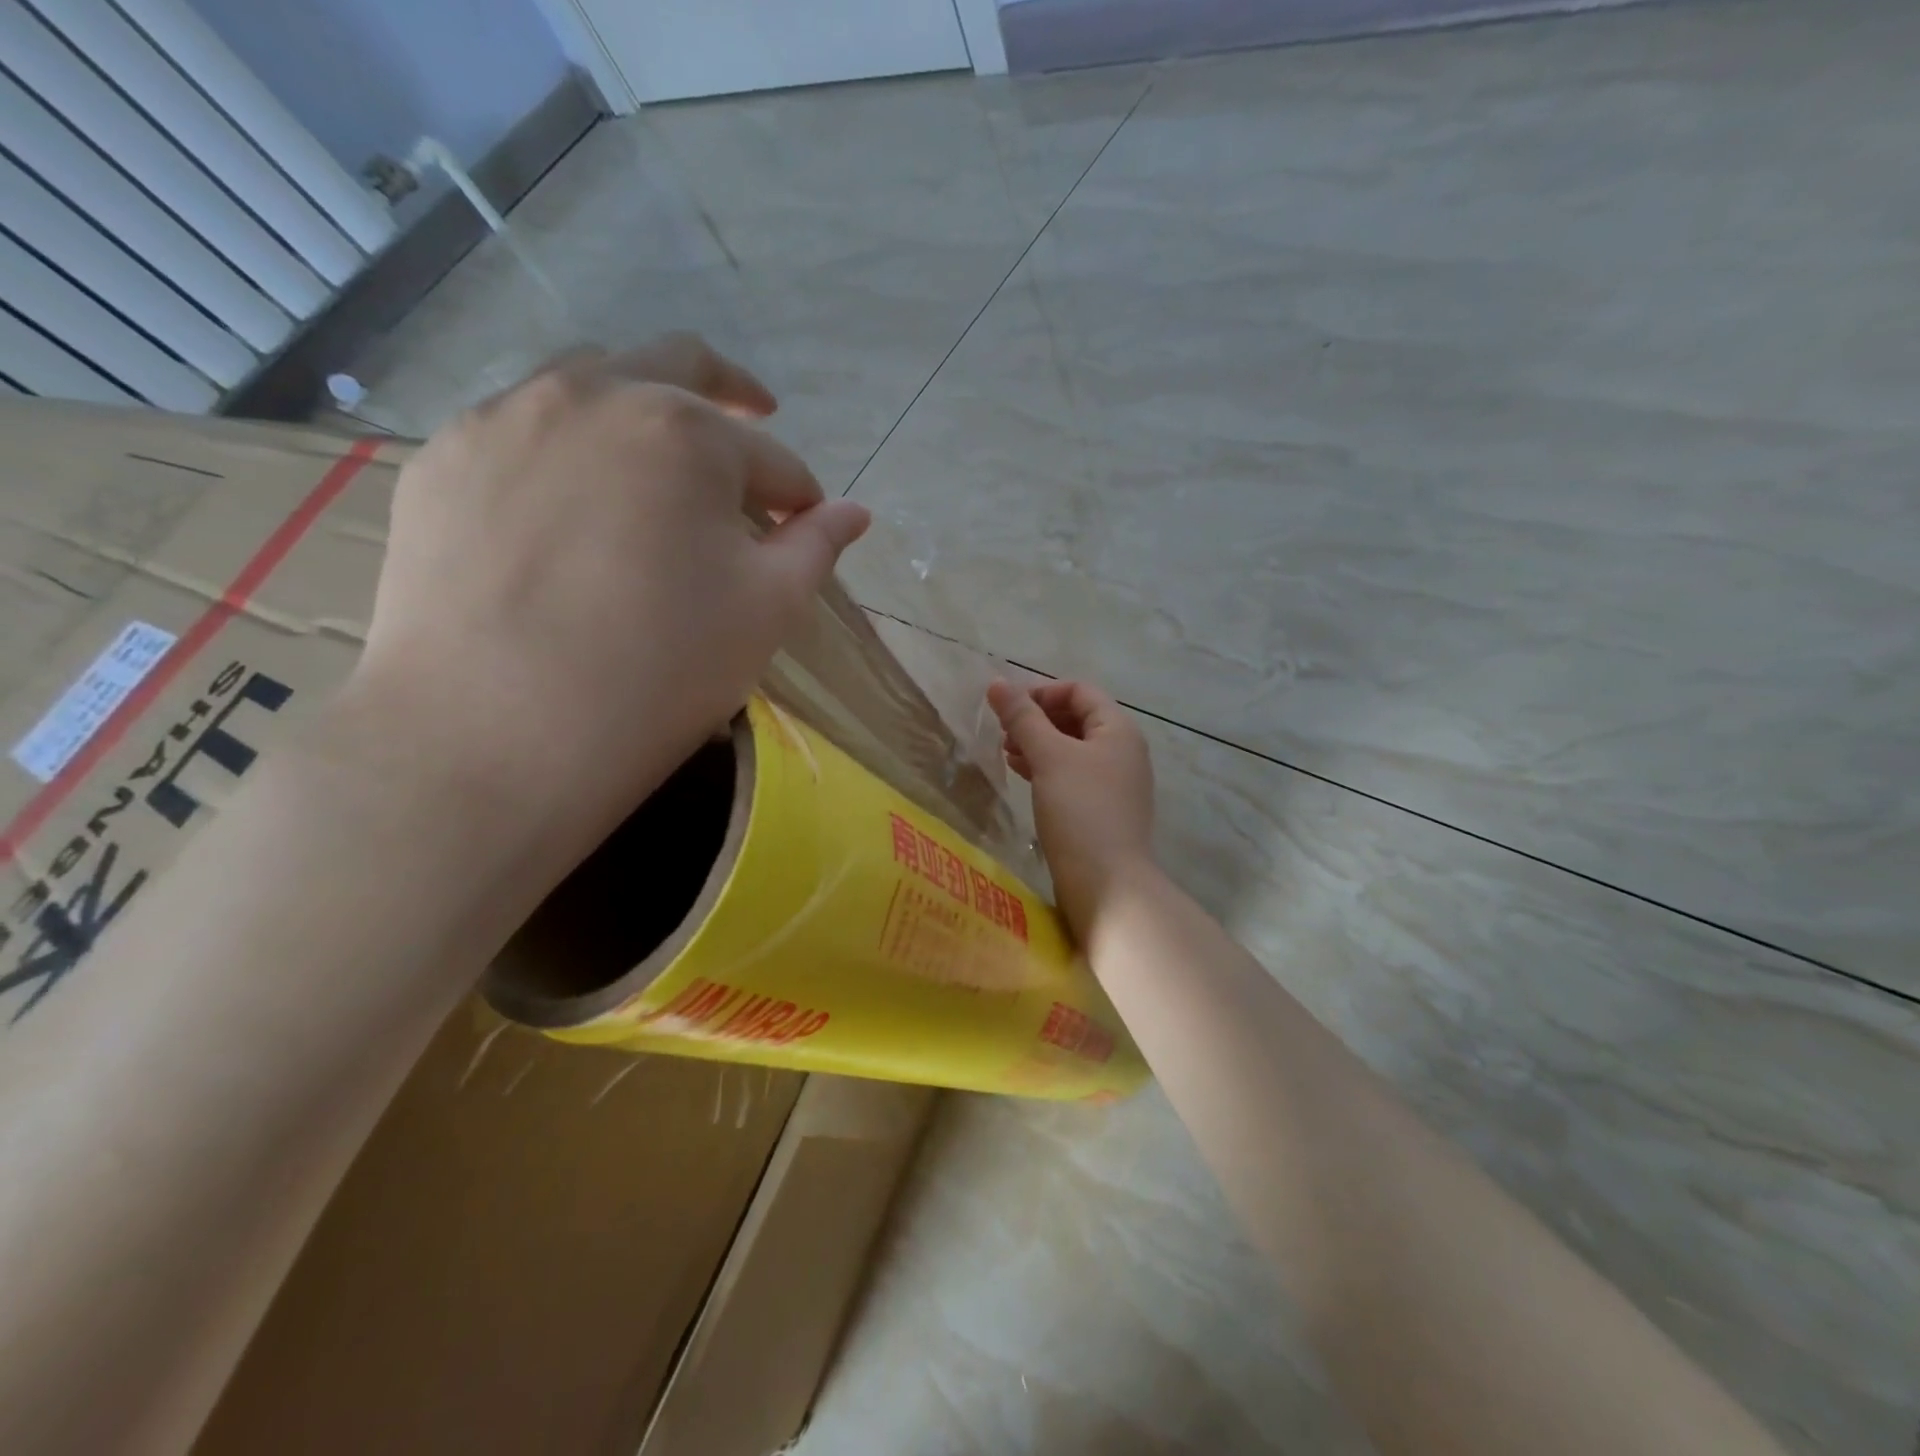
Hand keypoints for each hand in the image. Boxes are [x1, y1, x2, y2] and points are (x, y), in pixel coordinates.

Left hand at [349, 335, 869, 864]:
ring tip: (658, 467)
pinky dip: (567, 451)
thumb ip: (815, 547)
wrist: (494, 735)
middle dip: (731, 394)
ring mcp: (502, 419)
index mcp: (684, 430)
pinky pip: (521, 432)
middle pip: (678, 366)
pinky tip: (572, 508)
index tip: (805, 528)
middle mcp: (591, 395)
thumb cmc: (660, 671)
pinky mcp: (441, 460)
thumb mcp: (766, 611)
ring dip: (642, 413)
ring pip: (590, 384)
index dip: (798, 497)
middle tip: (754, 420)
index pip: (769, 460)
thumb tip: (854, 513)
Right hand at [986, 679, 1155, 939]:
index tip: (1006, 708)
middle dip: (1036, 720)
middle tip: (1003, 733)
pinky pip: (1072, 776)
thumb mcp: (1049, 757)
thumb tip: (997, 682)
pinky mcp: (1102, 810)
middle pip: (1076, 718)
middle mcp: (1122, 750)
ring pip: (1072, 749)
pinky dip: (1046, 770)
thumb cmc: (1080, 810)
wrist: (1107, 884)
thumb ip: (1023, 718)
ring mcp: (1115, 782)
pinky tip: (1022, 776)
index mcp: (1118, 729)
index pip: (1079, 691)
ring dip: (1038, 744)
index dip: (1041, 691)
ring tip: (1006, 754)